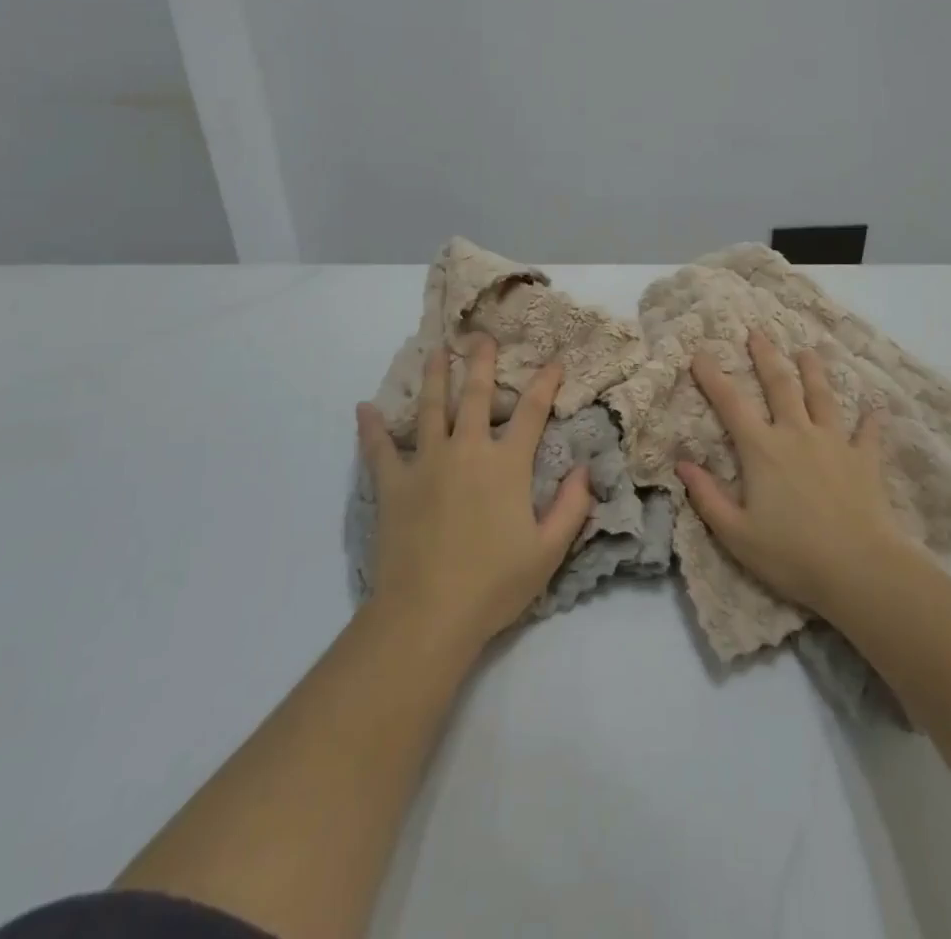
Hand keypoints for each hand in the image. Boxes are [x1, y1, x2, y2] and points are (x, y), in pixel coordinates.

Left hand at [356, 335, 592, 651]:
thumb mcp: (548, 551)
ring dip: (435, 377)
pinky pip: (379, 449)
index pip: (532, 412)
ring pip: (431, 409)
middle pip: (475, 395)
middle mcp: (466, 451)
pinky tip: (364, 408)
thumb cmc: (494, 584)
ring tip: (436, 352)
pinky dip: (371, 428)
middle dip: (481, 362)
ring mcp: (426, 463)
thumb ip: (571, 507)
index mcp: (506, 465)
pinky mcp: (393, 484)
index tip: (553, 362)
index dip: (545, 383)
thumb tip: (586, 468)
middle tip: (480, 336)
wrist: (428, 614)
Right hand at [678, 331, 906, 622]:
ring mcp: (835, 443)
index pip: (731, 404)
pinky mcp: (865, 460)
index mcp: (762, 450)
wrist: (861, 570)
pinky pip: (868, 433)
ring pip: (822, 397)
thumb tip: (682, 464)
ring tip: (808, 351)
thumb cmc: (792, 555)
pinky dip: (870, 420)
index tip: (700, 353)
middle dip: (766, 356)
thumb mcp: (736, 534)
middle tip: (757, 332)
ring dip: (814, 372)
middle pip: (780, 385)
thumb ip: (708, 497)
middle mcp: (797, 434)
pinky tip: (875, 407)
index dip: (713, 377)